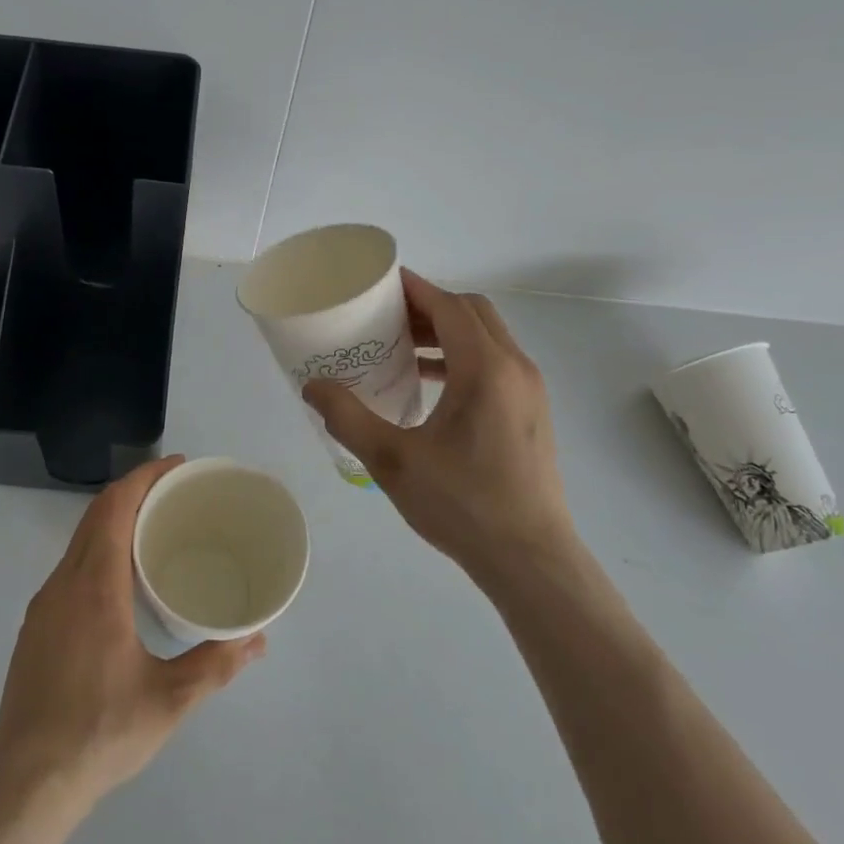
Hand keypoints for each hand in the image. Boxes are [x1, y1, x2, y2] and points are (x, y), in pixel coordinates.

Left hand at [0, 457, 266, 818]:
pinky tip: (120, 578)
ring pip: (79, 540)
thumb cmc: (99, 733)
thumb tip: (257, 639)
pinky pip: (70, 565)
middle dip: (134, 491)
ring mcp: (44, 605)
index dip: (144, 478)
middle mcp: (64, 583)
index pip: (115, 508)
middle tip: (175, 492)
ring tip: (154, 528)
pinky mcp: (36, 627)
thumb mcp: (168, 701)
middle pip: (96, 515)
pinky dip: (98, 547)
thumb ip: (215, 665)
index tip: (176, 466)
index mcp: (95, 587)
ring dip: (113, 519)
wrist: (25, 785)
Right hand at [304, 270, 574, 583]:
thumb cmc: (463, 504)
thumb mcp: (393, 461)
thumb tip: (312, 386)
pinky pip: (495, 362)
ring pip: (487, 337)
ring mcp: (529, 390)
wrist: (531, 559)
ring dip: (447, 331)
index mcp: (485, 369)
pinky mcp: (531, 412)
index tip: (379, 284)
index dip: (414, 289)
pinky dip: (462, 357)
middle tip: (385, 317)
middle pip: (472, 312)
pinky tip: (430, 385)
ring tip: (402, 347)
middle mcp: (515, 368)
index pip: (449, 305)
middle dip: (429, 306)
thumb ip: (348, 417)